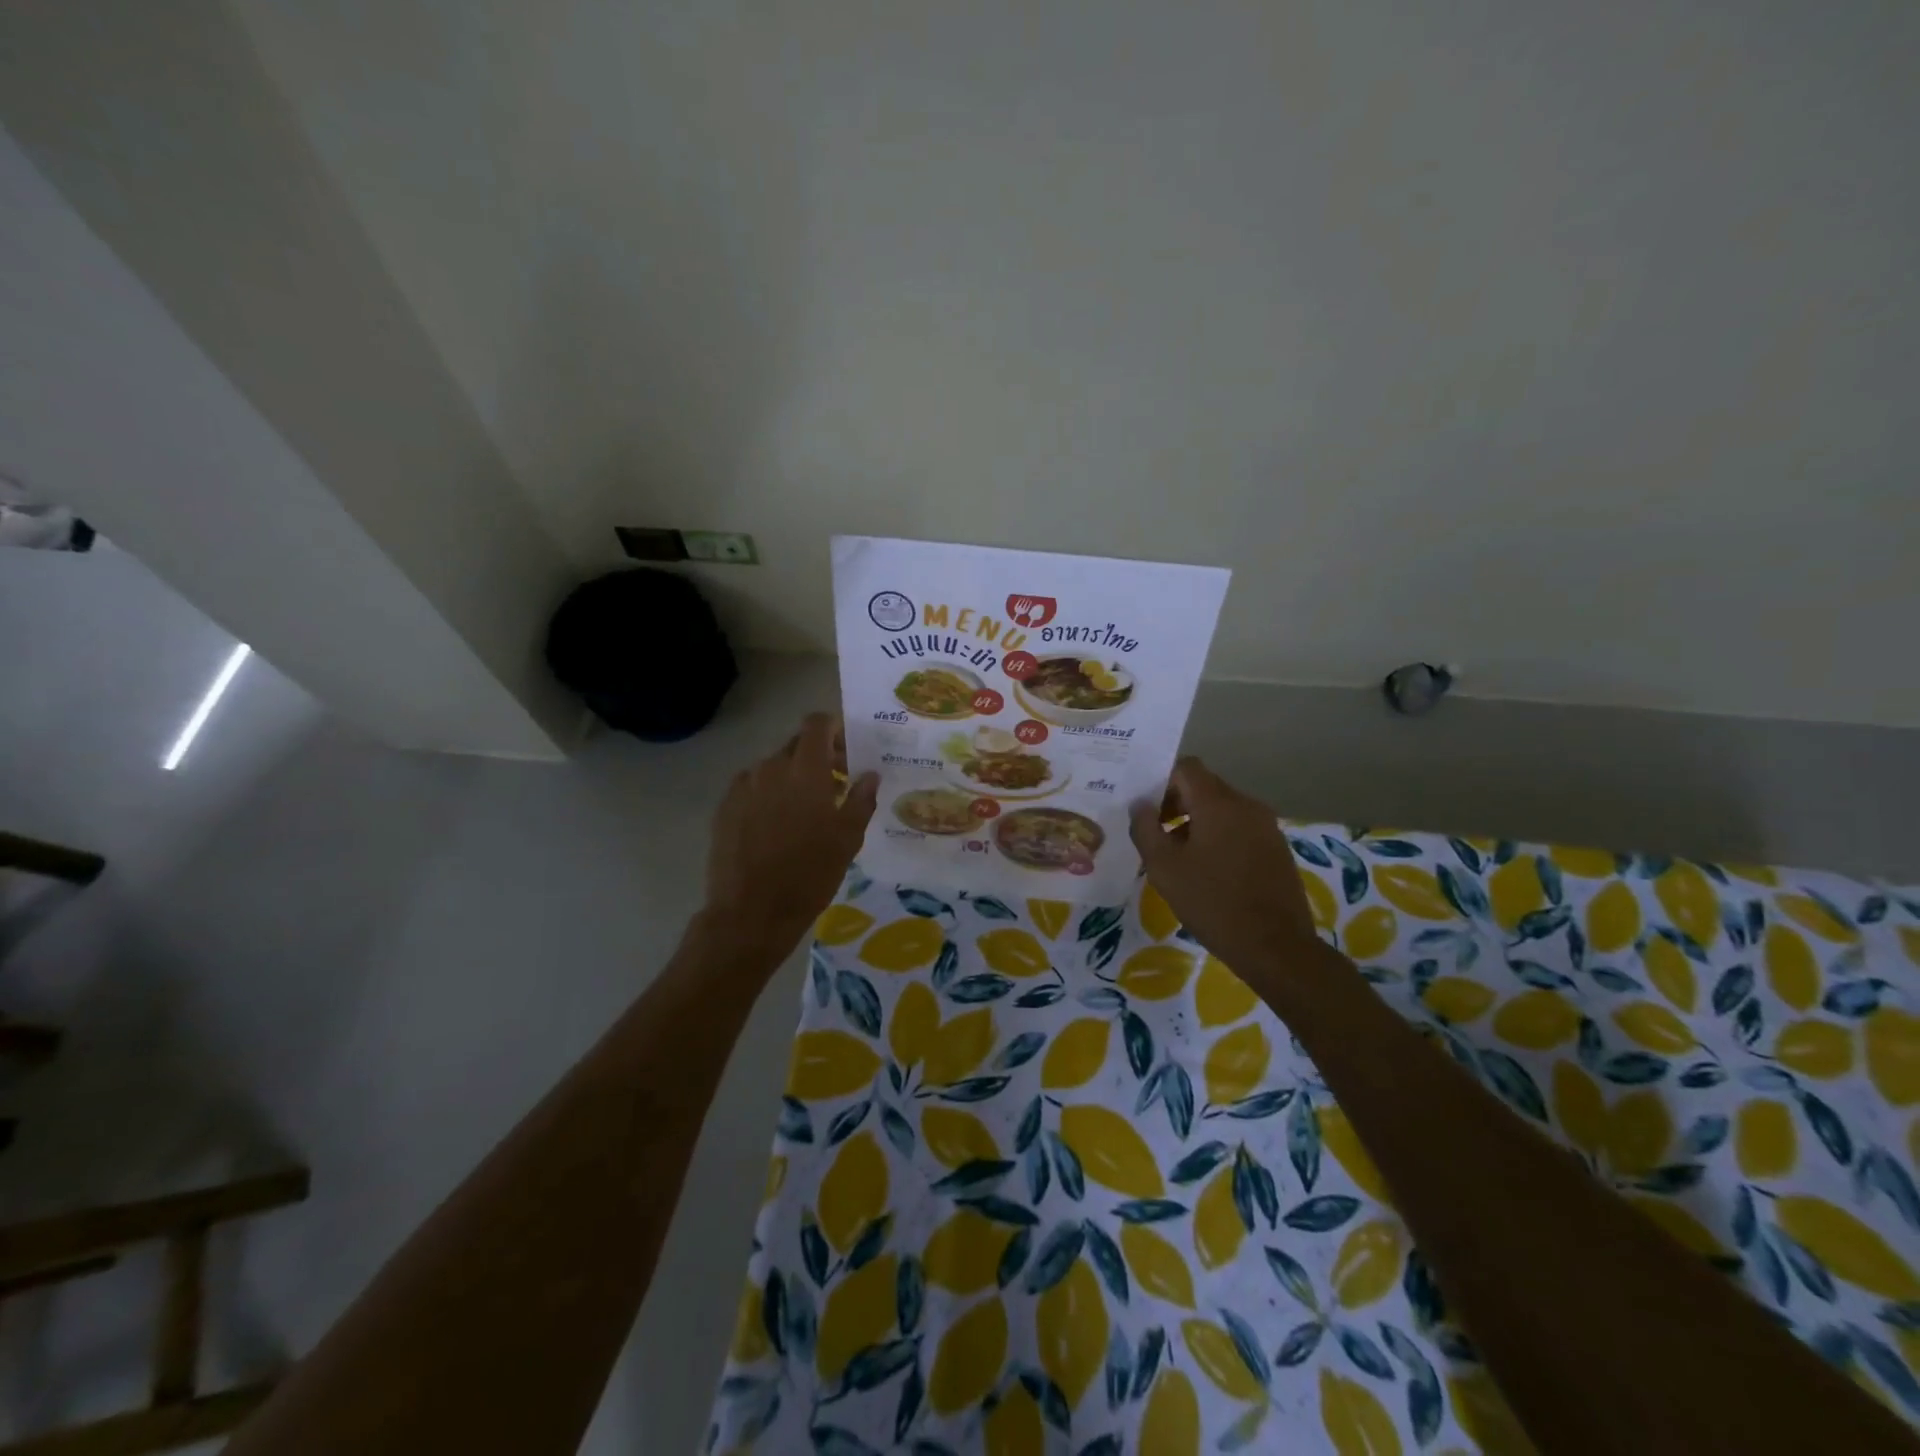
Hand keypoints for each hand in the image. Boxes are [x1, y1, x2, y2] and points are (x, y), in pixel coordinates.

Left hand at [701, 714, 878, 966]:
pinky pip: (752, 788)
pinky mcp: (724, 808)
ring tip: (803, 812)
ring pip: (772, 768)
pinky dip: (768, 796)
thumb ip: (861, 799)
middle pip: (796, 745)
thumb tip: (869, 774)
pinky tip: (775, 827)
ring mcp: (743, 787)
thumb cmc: (810, 874)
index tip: (847, 754)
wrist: (751, 913)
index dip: (833, 730)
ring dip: (792, 778)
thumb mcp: (848, 839)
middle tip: (834, 787)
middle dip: (817, 757)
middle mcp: (770, 768)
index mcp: (805, 770)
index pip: (816, 724)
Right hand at [1129, 757, 1321, 982]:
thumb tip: (1140, 805)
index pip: (1185, 767)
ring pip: (1222, 809)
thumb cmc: (1213, 903)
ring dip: (1195, 822)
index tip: (1144, 808)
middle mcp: (1246, 805)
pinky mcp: (1276, 848)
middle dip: (1175, 803)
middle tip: (1154, 833)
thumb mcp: (1164, 868)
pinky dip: (1218, 836)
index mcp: (1218, 803)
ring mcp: (1266, 826)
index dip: (1160, 780)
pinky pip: (1239, 828)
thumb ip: (1146, 829)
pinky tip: (1206, 870)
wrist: (1275, 946)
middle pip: (1204, 787)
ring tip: (1177, 856)